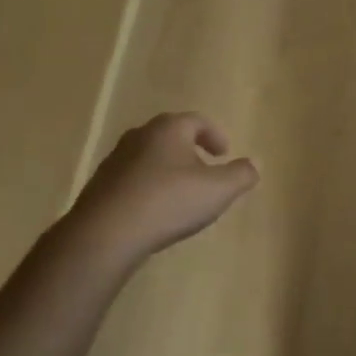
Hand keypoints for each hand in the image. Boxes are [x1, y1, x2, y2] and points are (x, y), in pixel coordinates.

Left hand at [66, 112, 258, 261]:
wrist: (105, 233)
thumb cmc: (168, 202)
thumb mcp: (218, 190)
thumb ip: (241, 175)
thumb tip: (255, 164)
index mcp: (169, 129)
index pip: (197, 121)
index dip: (214, 135)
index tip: (224, 154)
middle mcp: (140, 136)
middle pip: (170, 136)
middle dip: (190, 150)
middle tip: (205, 170)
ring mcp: (115, 160)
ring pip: (149, 157)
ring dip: (167, 169)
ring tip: (180, 193)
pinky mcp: (100, 186)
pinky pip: (132, 179)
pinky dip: (148, 187)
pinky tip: (154, 210)